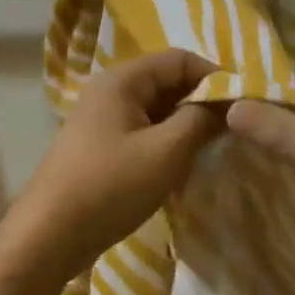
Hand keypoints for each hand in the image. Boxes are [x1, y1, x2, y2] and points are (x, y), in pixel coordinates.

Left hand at [6, 50, 222, 280]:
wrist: (49, 235)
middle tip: (236, 128)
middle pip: (167, 82)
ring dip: (186, 124)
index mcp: (122, 80)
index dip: (215, 75)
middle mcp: (110, 91)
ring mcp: (102, 120)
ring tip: (216, 147)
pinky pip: (143, 132)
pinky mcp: (101, 148)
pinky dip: (166, 142)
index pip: (179, 59)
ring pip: (156, 110)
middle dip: (202, 101)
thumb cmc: (110, 186)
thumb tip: (229, 102)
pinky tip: (185, 164)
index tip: (245, 104)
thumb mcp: (165, 152)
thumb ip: (200, 120)